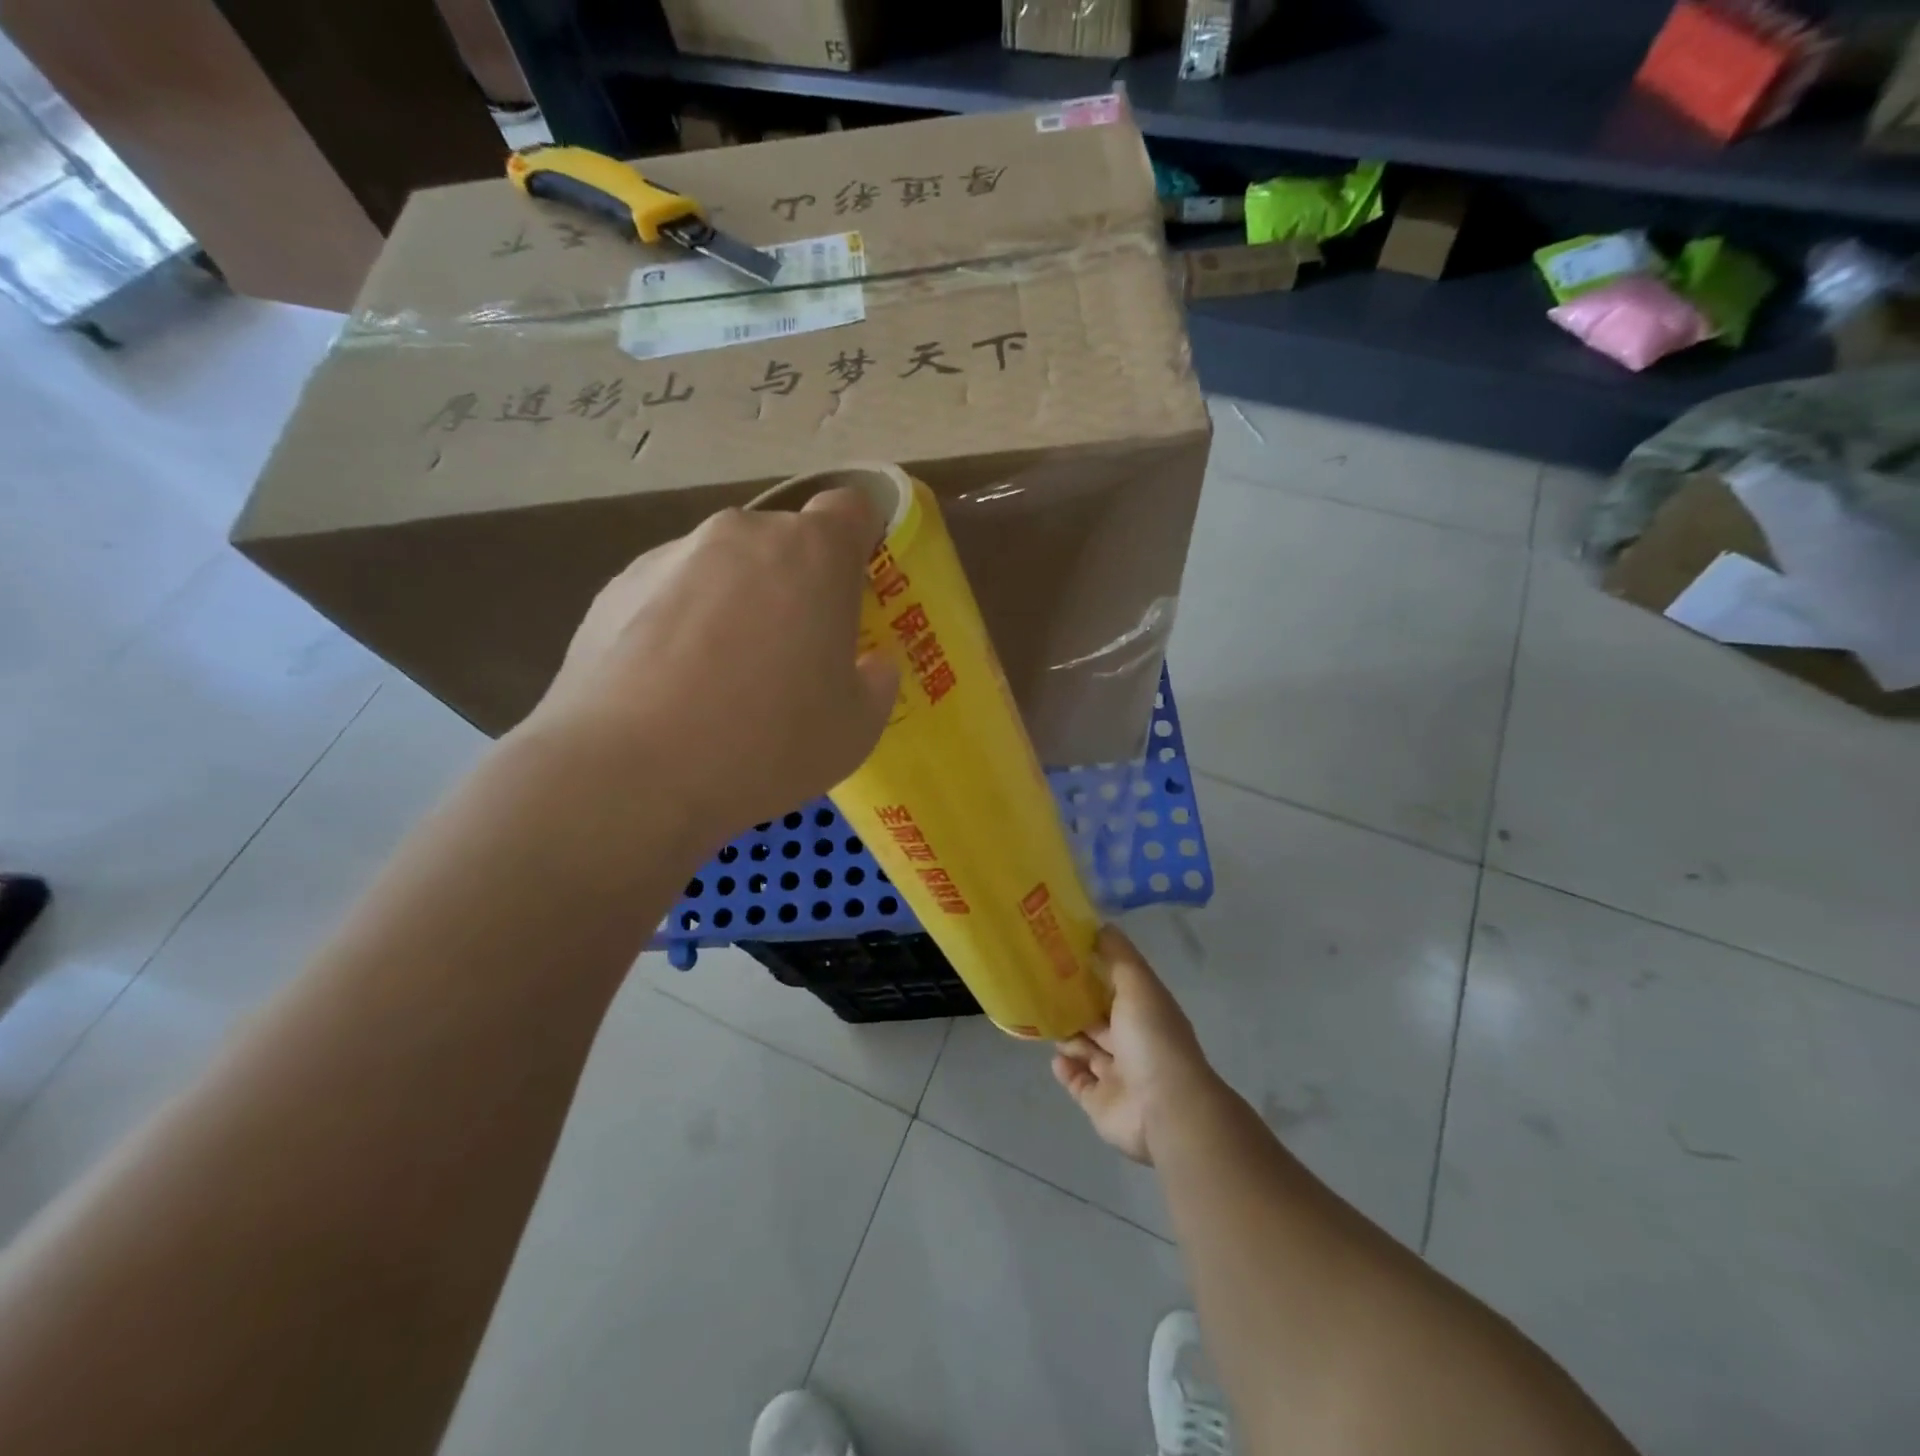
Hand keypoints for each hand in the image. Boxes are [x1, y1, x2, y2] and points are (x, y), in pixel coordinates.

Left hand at [524, 488, 898, 838]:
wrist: (630, 772)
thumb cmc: (768, 743)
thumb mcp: (857, 729)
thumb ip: (877, 681)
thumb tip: (869, 663)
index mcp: (813, 554)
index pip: (851, 508)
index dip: (860, 542)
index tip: (856, 591)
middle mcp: (741, 535)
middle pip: (784, 542)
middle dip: (796, 584)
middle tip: (792, 654)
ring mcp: (670, 556)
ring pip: (723, 568)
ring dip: (735, 605)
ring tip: (720, 681)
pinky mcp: (615, 588)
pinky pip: (669, 595)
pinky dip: (680, 626)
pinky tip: (670, 689)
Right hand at [1052, 926, 1219, 1164]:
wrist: (1164, 1108)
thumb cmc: (1151, 1038)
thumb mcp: (1137, 984)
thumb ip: (1118, 955)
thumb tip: (1100, 925)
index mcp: (1145, 1011)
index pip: (1116, 985)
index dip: (1093, 969)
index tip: (1063, 952)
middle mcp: (1132, 1041)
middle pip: (1099, 1018)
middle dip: (1075, 1003)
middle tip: (1042, 984)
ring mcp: (1117, 1074)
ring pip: (1086, 1049)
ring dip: (1067, 1035)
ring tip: (1042, 1017)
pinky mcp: (1100, 1102)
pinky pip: (1077, 1082)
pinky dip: (1066, 1068)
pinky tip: (1053, 1055)